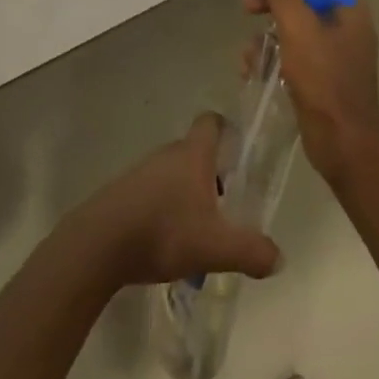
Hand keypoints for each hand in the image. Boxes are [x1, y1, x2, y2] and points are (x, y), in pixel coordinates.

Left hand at [77, 114, 282, 286]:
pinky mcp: (124, 192)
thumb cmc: (163, 232)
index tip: (240, 150)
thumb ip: (251, 251)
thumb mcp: (215, 247)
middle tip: (228, 204)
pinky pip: (153, 191)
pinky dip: (165, 207)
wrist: (100, 243)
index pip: (211, 122)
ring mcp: (142, 171)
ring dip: (188, 193)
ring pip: (174, 173)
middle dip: (213, 173)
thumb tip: (279, 256)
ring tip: (200, 229)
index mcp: (193, 154)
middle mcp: (168, 153)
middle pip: (195, 151)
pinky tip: (169, 239)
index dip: (227, 129)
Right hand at [244, 0, 378, 184]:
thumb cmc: (325, 79)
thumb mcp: (297, 24)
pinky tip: (250, 63)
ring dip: (266, 17)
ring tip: (246, 28)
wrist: (344, 146)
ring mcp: (331, 48)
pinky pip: (290, 47)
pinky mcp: (317, 72)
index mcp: (347, 3)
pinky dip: (269, 49)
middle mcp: (342, 20)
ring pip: (292, 17)